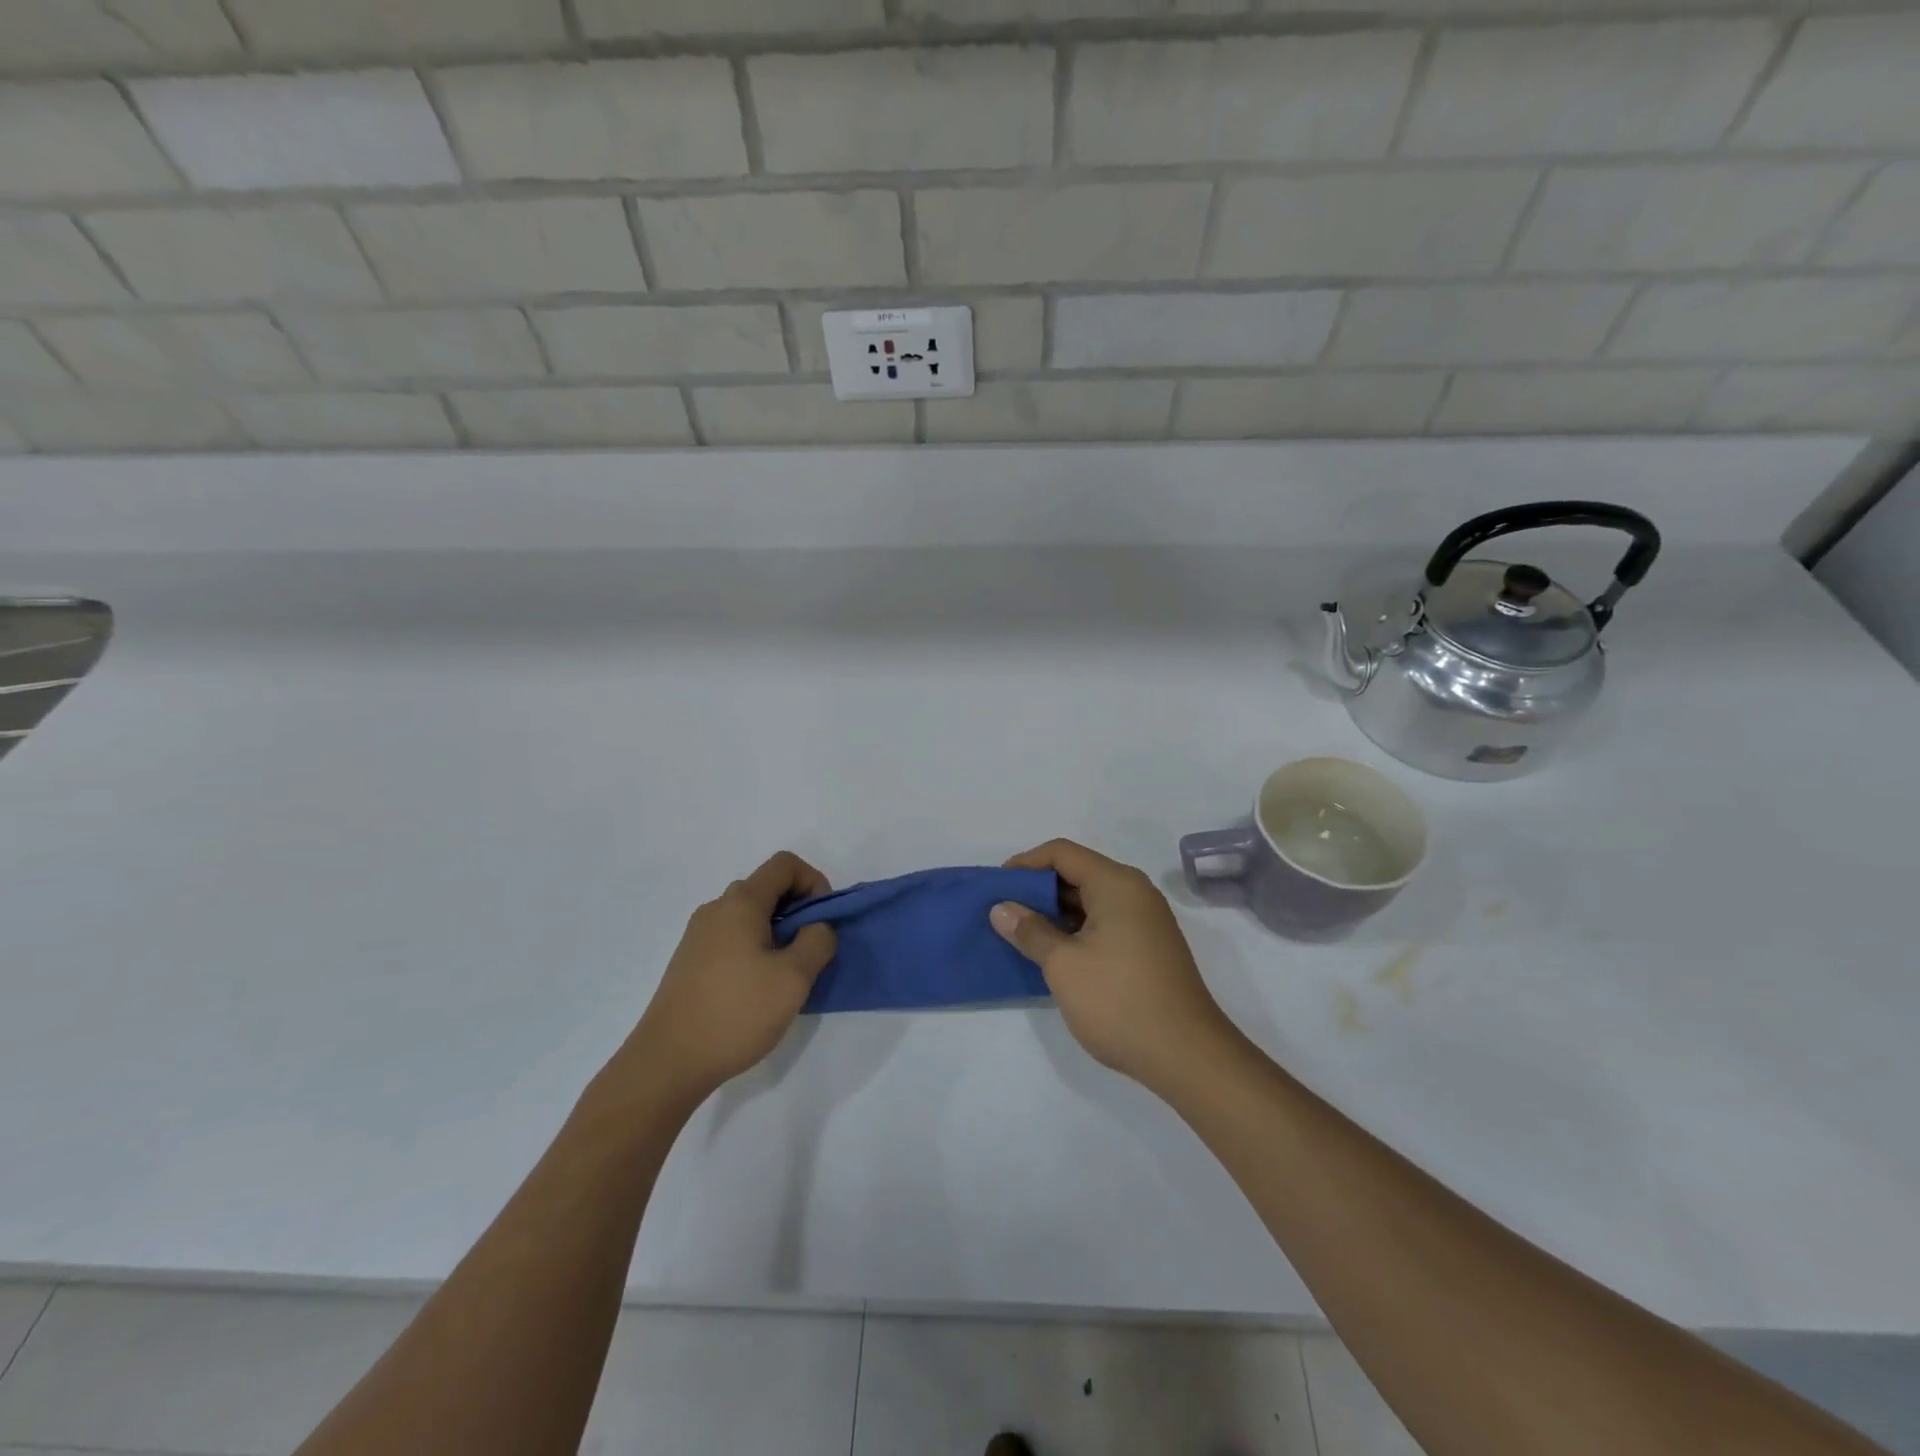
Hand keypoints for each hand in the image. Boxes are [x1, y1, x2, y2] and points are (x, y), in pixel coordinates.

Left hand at [613, 852, 836, 1104]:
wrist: (667, 1062)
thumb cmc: (736, 1013)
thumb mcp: (794, 978)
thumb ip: (818, 941)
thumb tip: (817, 927)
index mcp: (740, 903)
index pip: (784, 865)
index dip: (813, 881)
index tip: (823, 919)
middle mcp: (716, 909)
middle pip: (766, 888)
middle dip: (798, 909)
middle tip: (811, 949)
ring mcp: (698, 936)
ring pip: (749, 915)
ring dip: (777, 931)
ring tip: (787, 973)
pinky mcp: (690, 962)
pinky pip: (732, 938)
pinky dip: (755, 948)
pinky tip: (758, 989)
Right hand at [991, 840, 1237, 1091]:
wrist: (1187, 1056)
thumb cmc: (1119, 1001)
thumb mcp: (1063, 965)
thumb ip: (1030, 931)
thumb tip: (1001, 909)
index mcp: (1116, 884)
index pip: (1062, 853)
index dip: (1025, 863)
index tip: (997, 887)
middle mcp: (1135, 892)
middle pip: (1078, 873)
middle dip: (1038, 889)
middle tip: (1004, 912)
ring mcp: (1145, 921)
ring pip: (1091, 901)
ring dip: (1055, 913)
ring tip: (1021, 935)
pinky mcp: (1149, 947)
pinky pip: (1104, 923)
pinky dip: (1076, 930)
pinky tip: (1054, 954)